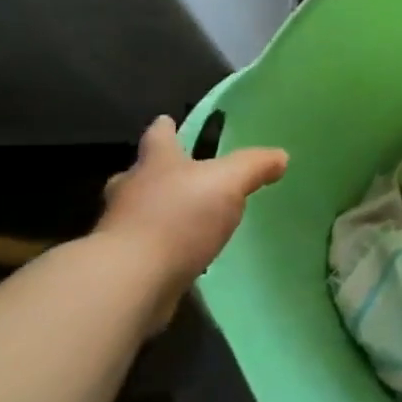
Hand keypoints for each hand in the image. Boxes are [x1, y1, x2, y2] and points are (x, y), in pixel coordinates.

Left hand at [94, 116, 287, 326]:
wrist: (131, 281)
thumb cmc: (178, 218)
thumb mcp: (228, 182)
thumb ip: (254, 167)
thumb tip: (281, 156)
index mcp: (155, 164)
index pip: (158, 136)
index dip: (165, 128)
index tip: (166, 121)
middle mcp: (131, 191)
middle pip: (140, 174)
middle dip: (156, 173)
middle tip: (176, 177)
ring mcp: (121, 230)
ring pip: (138, 212)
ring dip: (156, 213)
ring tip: (184, 221)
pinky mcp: (123, 266)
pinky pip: (144, 249)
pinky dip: (159, 249)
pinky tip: (178, 257)